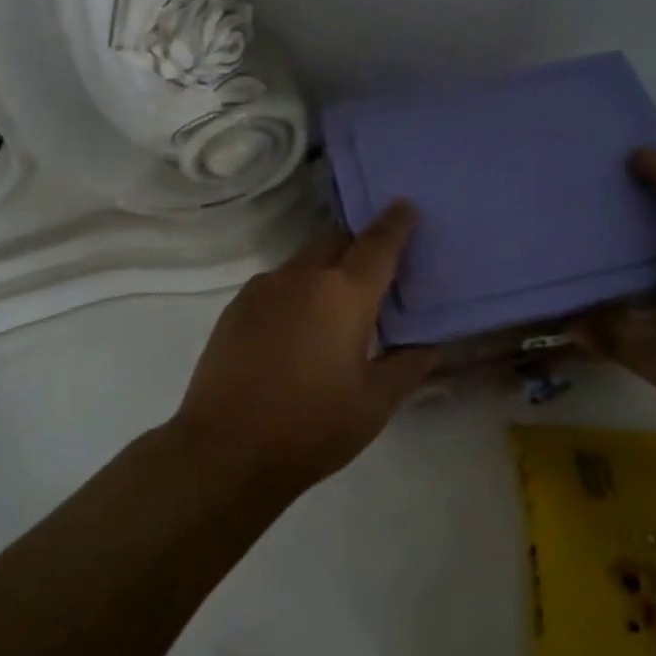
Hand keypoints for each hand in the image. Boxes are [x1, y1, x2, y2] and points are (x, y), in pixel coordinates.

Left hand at [173, 203, 438, 497]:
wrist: (226, 450)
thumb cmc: (312, 427)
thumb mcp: (375, 404)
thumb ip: (408, 365)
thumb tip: (430, 342)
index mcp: (344, 293)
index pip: (378, 243)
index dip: (396, 223)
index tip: (404, 206)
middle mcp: (303, 276)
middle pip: (337, 242)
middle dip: (357, 247)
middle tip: (373, 275)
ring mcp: (264, 288)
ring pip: (304, 262)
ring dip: (324, 271)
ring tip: (332, 310)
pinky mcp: (236, 306)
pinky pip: (276, 283)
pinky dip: (294, 291)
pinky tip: (293, 330)